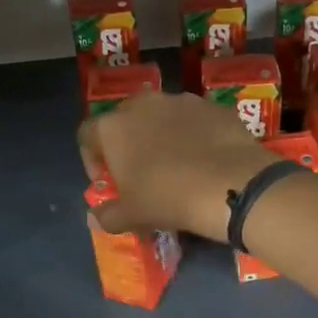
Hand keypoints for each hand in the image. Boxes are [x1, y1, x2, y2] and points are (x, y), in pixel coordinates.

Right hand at [78, 90, 274, 240]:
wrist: (230, 184)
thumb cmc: (168, 198)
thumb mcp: (131, 216)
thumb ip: (107, 214)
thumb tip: (96, 217)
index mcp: (112, 127)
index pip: (87, 136)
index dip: (92, 160)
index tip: (108, 182)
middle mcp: (142, 104)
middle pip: (124, 121)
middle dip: (128, 144)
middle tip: (140, 173)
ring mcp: (180, 100)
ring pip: (161, 117)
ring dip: (161, 136)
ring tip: (176, 165)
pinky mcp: (212, 105)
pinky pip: (194, 120)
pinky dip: (193, 135)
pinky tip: (205, 159)